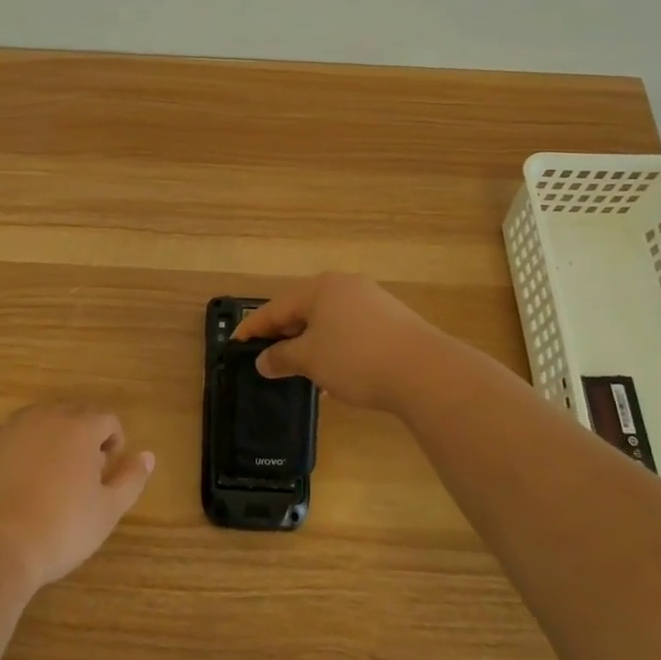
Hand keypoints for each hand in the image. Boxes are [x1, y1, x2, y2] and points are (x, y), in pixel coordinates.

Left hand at [0, 403, 154, 590]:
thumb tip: (148, 455)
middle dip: (81, 438)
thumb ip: (131, 478)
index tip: (107, 475)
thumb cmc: (58, 530)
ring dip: (47, 441)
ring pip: (37, 423)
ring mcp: (8, 428)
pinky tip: (11, 484)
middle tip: (79, 478)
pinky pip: (4, 439)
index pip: (108, 420)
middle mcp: (45, 417)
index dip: (114, 444)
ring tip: (45, 479)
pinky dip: (13, 452)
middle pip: (72, 415)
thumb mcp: (107, 511)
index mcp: (81, 427)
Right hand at [233, 273, 452, 410]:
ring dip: (310, 343)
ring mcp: (371, 300)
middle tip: (266, 356)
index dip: (253, 328)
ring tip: (300, 370)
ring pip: (328, 320)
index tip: (235, 344)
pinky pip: (350, 329)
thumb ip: (282, 358)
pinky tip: (335, 373)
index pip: (275, 307)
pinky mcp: (391, 319)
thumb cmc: (356, 359)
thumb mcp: (310, 360)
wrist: (424, 371)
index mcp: (319, 288)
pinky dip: (334, 346)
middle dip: (283, 334)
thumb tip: (263, 360)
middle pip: (303, 308)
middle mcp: (344, 286)